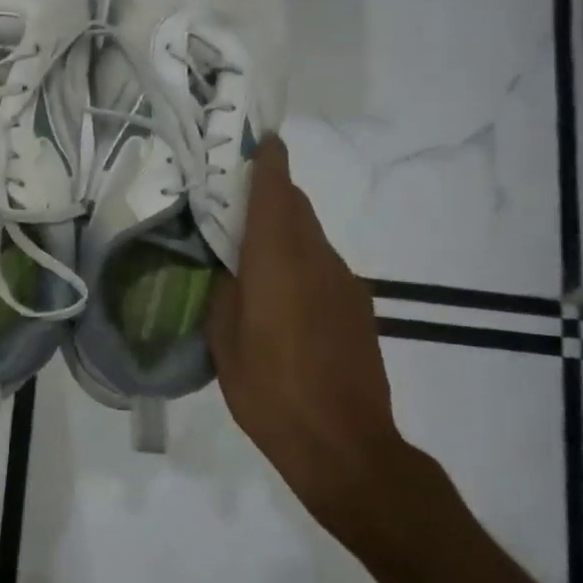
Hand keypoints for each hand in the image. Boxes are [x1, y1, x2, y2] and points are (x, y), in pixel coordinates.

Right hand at [208, 136, 412, 536]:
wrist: (346, 445)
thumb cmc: (270, 390)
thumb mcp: (224, 339)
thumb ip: (224, 289)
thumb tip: (227, 265)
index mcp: (278, 260)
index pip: (275, 191)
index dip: (267, 160)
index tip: (258, 138)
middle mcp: (317, 259)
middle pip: (296, 207)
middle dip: (270, 193)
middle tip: (233, 200)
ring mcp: (344, 283)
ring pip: (310, 237)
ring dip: (284, 230)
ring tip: (251, 254)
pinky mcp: (358, 308)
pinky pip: (323, 266)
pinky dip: (300, 261)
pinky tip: (280, 297)